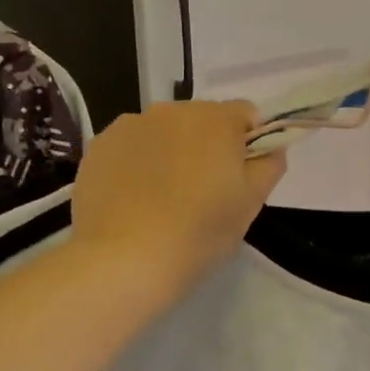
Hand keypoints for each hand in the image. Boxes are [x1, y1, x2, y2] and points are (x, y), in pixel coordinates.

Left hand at [71, 99, 286, 299]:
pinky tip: (134, 200)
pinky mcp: (99, 146)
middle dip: (207, 146)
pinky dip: (137, 164)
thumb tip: (270, 148)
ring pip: (163, 132)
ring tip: (163, 198)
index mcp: (215, 120)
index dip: (249, 142)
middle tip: (203, 193)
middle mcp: (172, 110)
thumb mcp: (250, 205)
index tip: (240, 177)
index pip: (246, 114)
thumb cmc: (198, 233)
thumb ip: (268, 166)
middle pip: (201, 119)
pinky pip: (130, 147)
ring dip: (170, 152)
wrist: (123, 259)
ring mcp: (130, 125)